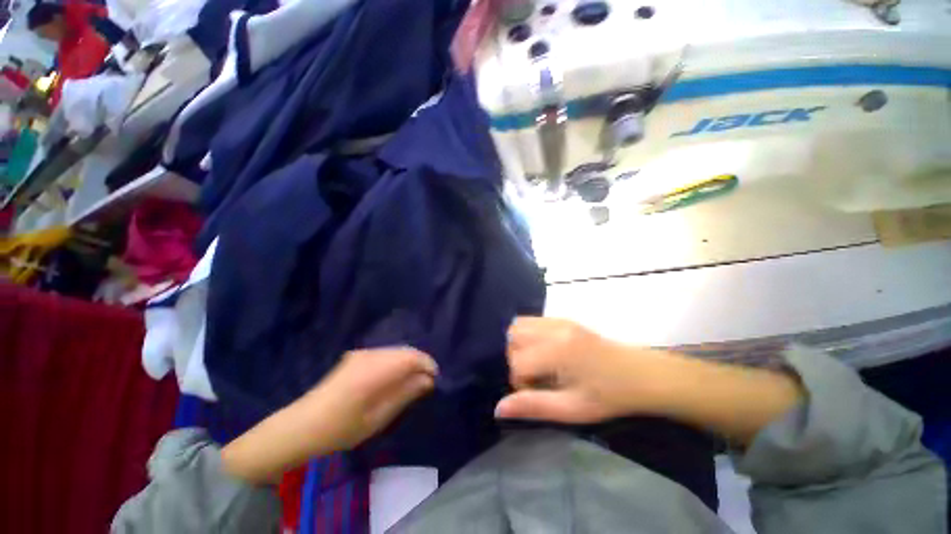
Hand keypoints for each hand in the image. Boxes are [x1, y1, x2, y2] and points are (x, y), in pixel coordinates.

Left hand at [222, 348, 436, 483]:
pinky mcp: (356, 357)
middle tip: (426, 382)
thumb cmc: (342, 428)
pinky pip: (384, 354)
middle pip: (405, 351)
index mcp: (375, 369)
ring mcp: (361, 354)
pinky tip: (394, 378)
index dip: (427, 364)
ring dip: (407, 362)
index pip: (412, 357)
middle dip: (419, 363)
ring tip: (413, 381)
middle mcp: (370, 355)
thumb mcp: (379, 417)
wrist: (302, 425)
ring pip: (395, 351)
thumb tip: (428, 380)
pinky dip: (395, 362)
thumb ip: (405, 394)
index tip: (435, 378)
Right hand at [495, 317, 651, 423]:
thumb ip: (533, 406)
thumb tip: (498, 409)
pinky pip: (531, 321)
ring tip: (538, 363)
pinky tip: (544, 352)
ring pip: (518, 326)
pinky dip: (527, 336)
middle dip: (515, 359)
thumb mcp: (572, 409)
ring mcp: (558, 320)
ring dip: (519, 345)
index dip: (520, 382)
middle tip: (536, 377)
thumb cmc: (608, 396)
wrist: (640, 374)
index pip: (516, 361)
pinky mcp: (562, 318)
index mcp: (557, 350)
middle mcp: (553, 328)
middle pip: (512, 337)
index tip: (538, 392)